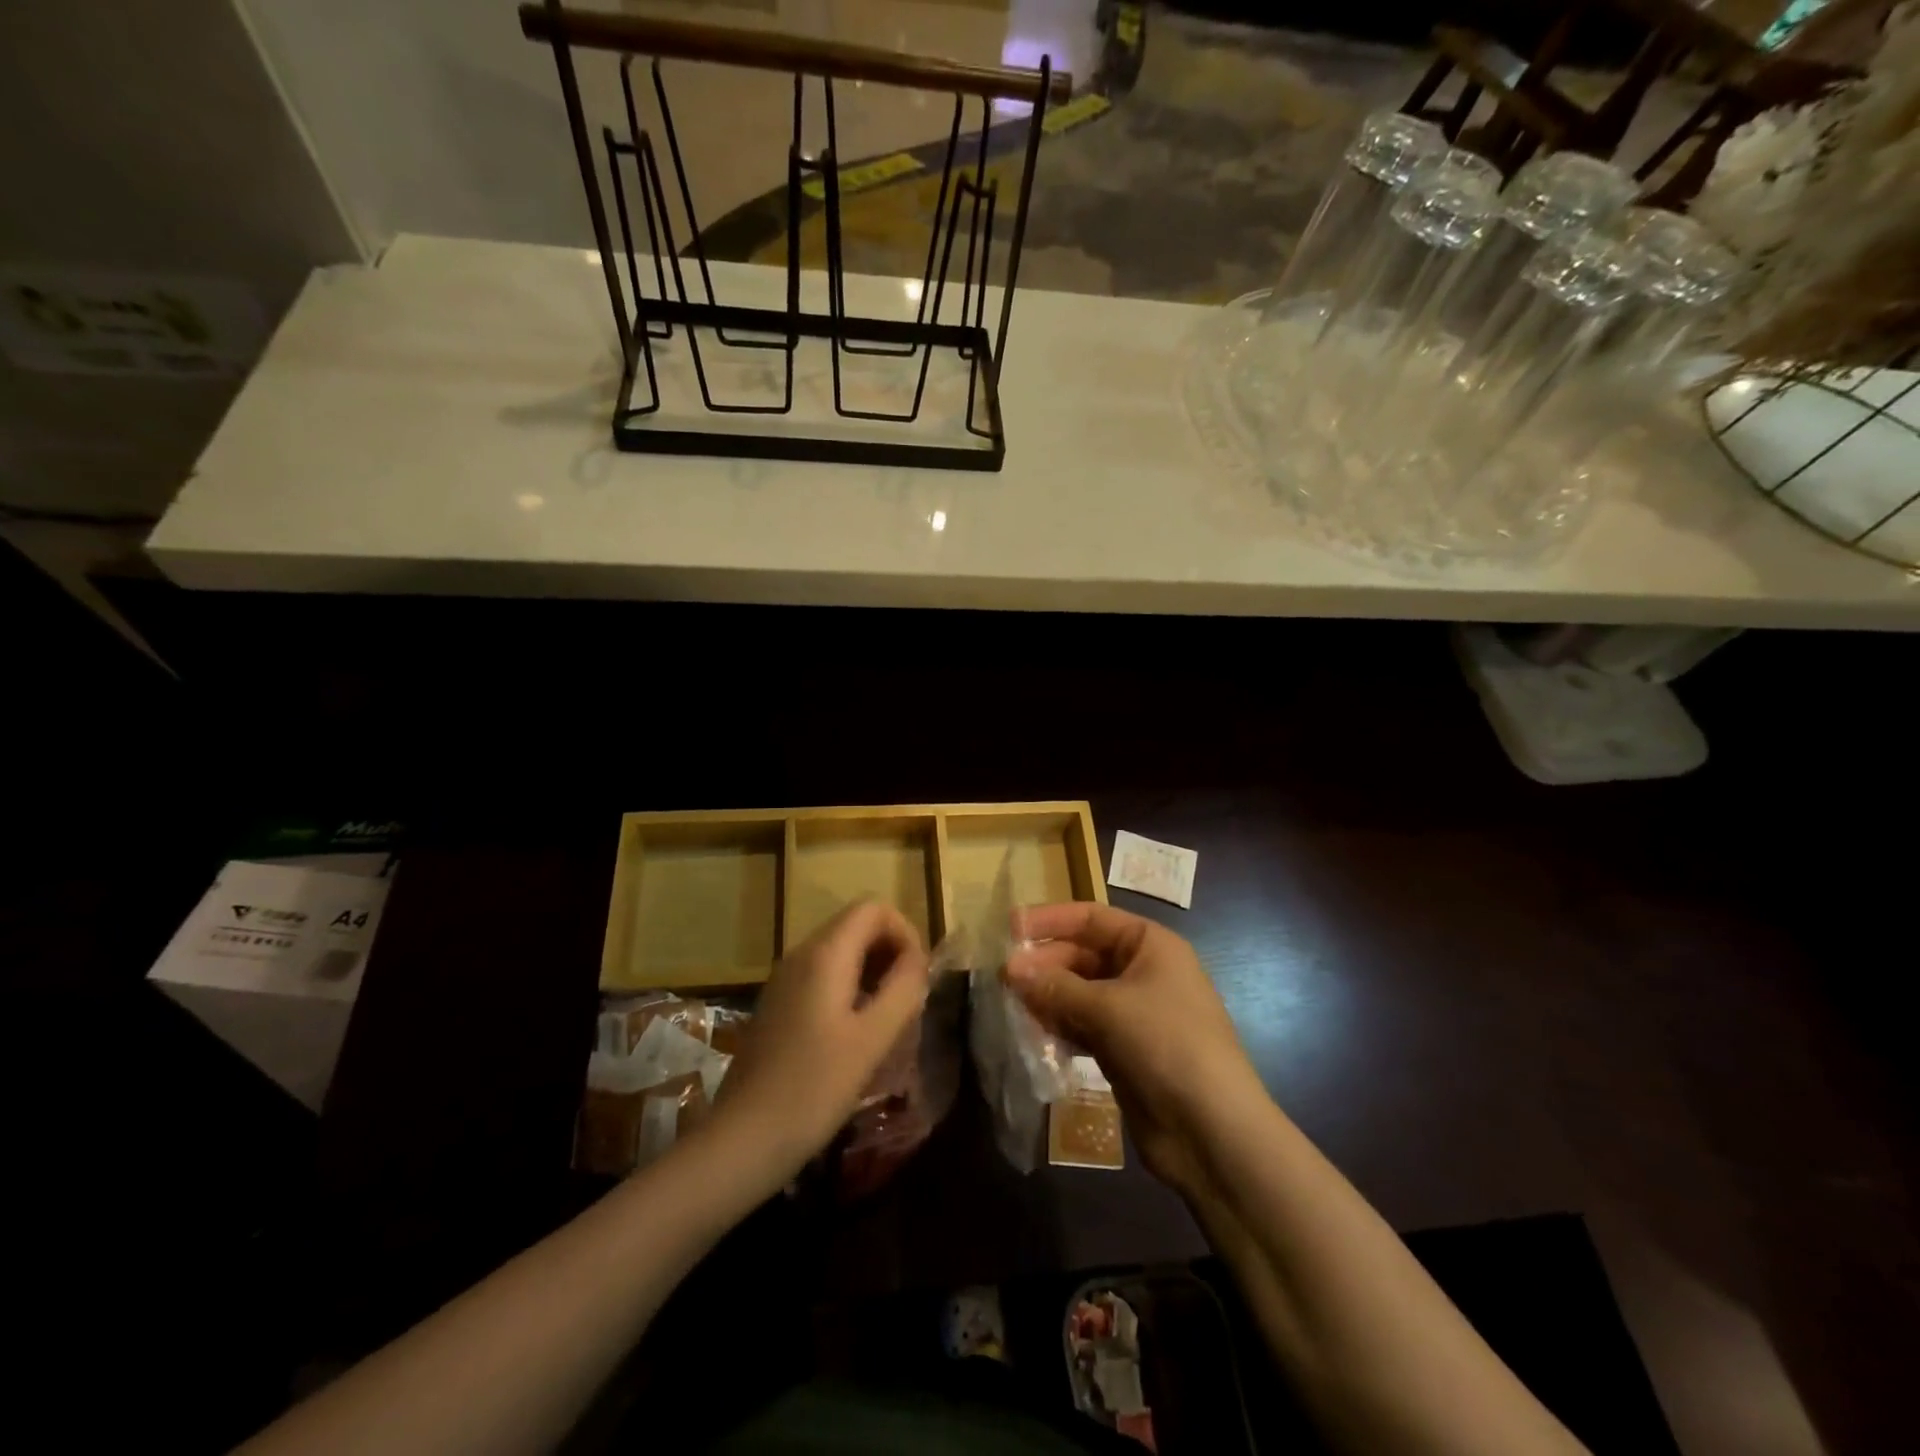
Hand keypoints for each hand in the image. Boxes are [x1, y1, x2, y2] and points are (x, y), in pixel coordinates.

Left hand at [713, 899, 929, 1176]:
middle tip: (908, 1002)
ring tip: (889, 1021)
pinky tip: (857, 1036)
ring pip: (842, 953)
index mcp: (825, 954)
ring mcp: (785, 979)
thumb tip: (919, 959)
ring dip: (873, 974)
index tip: (918, 978)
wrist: (742, 1140)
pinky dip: (850, 990)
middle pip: (857, 926)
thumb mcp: (872, 1039)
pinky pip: (823, 977)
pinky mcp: (778, 1005)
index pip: (874, 908)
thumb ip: (903, 989)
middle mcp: (801, 954)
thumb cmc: (813, 1088)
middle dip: (891, 954)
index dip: (905, 933)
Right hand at [1006, 902, 1265, 1196]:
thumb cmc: (1166, 1045)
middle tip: (1003, 979)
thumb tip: (1008, 968)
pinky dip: (1060, 1027)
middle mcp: (1143, 972)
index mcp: (1150, 945)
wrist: (1212, 1132)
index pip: (1091, 918)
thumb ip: (1055, 986)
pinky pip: (1083, 1026)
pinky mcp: (1124, 1050)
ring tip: (1011, 1006)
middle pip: (1082, 956)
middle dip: (1044, 965)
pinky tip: (1033, 1035)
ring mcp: (1134, 1013)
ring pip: (1079, 993)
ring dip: (1047, 997)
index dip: (1050, 920)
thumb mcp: (1108, 1008)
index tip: (1009, 928)